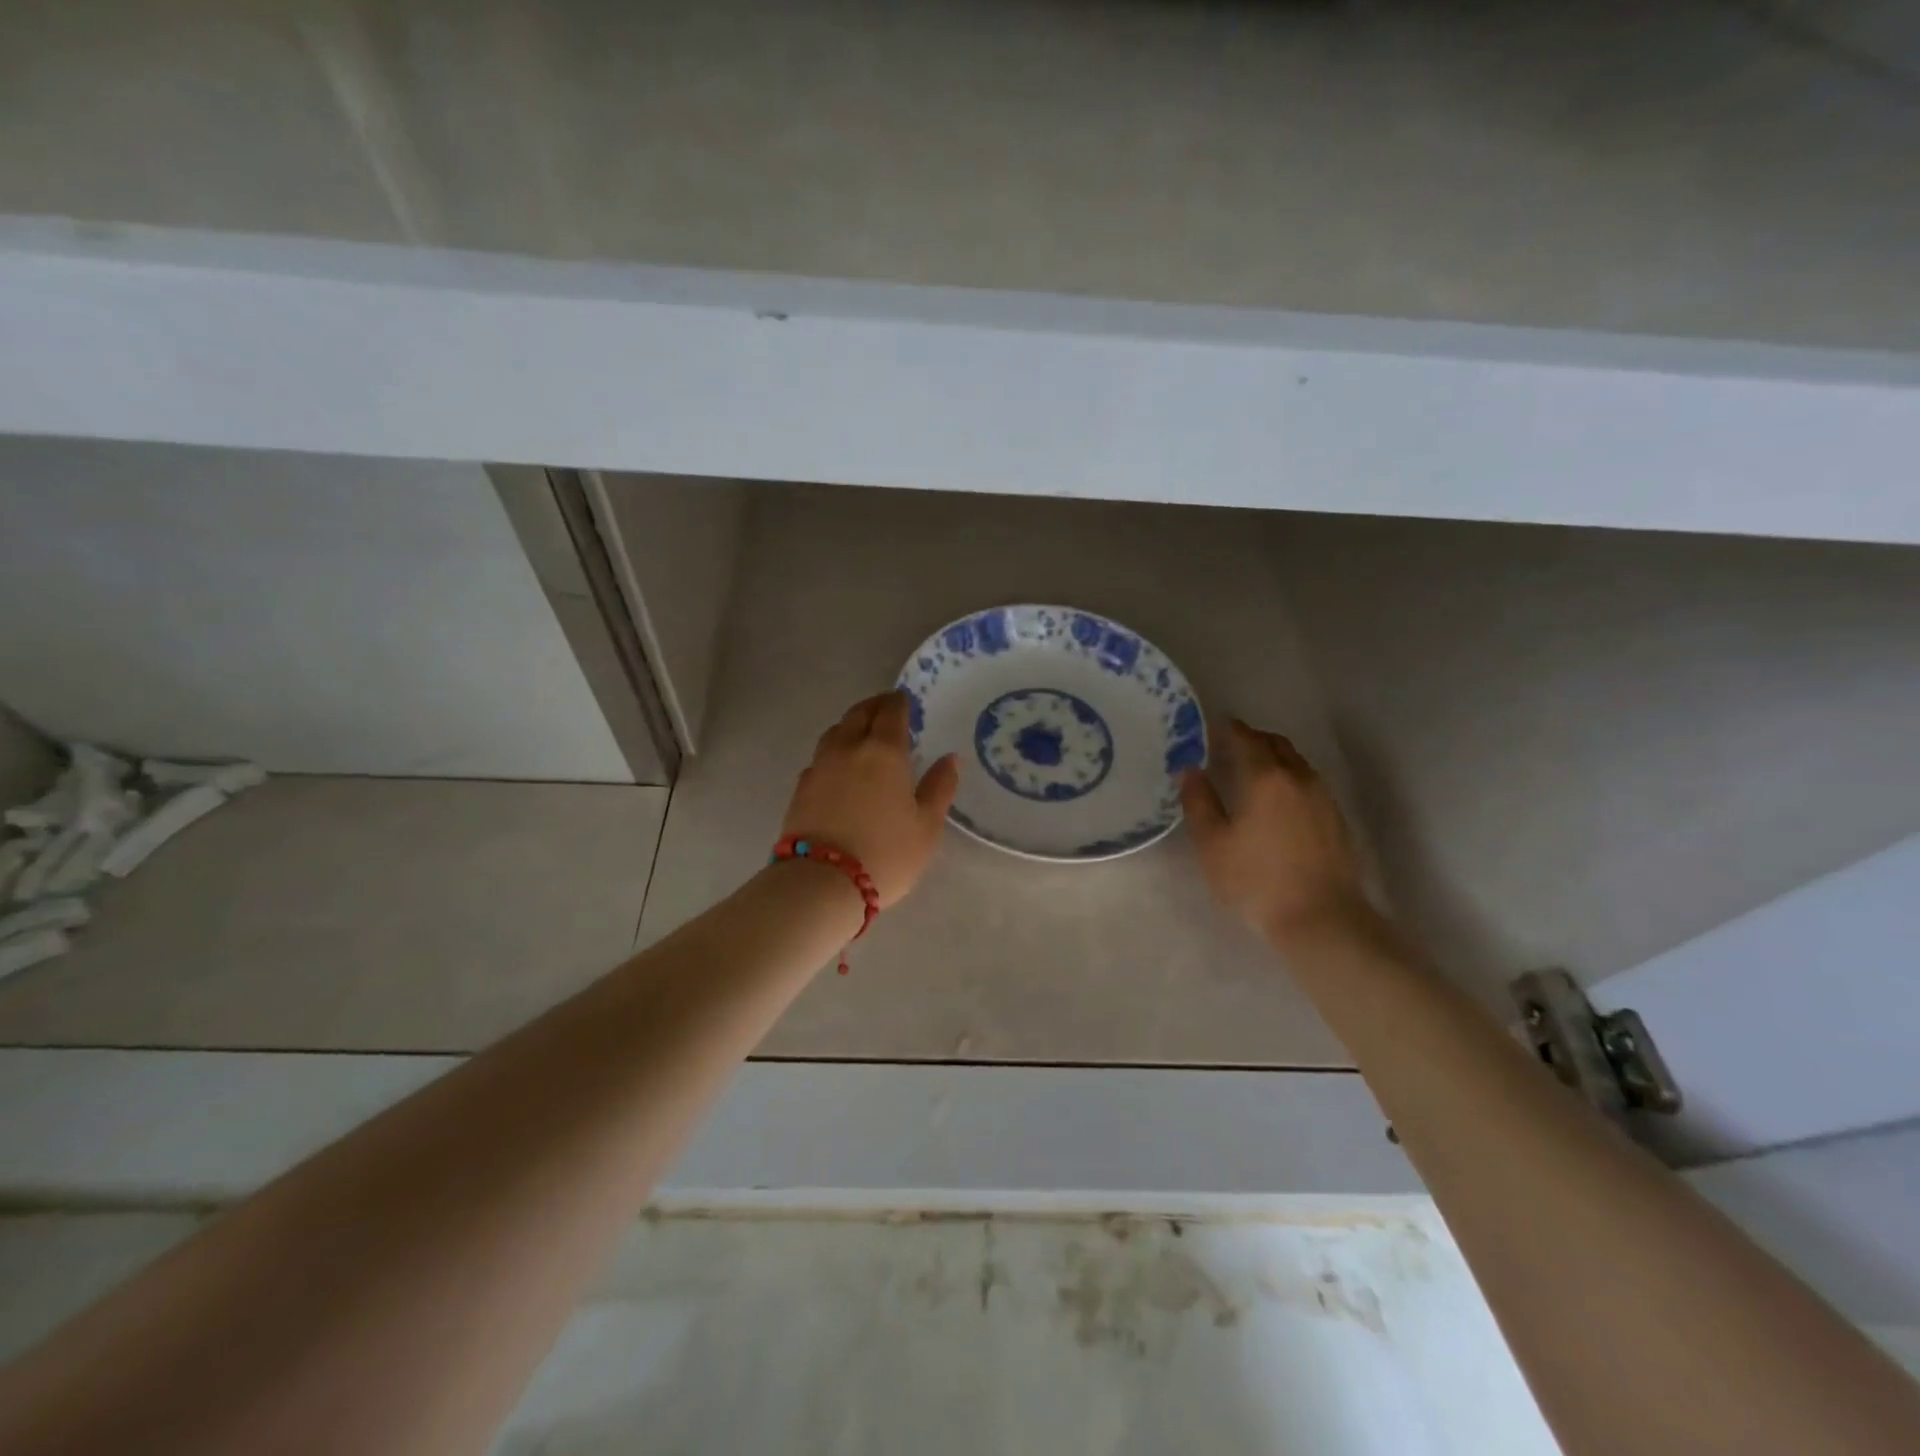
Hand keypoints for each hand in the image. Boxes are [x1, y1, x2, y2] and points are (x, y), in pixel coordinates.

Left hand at [780, 691, 959, 907]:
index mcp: (884, 751)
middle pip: (859, 714)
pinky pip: (820, 757)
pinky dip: (834, 752)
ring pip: (835, 731)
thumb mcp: (927, 826)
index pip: (891, 712)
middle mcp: (848, 748)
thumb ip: (940, 788)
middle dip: (875, 706)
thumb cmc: (886, 854)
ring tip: (863, 735)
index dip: (900, 702)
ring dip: (851, 725)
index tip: (906, 701)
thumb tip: (950, 759)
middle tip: (887, 709)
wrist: (820, 883)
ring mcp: (820, 766)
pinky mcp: (801, 787)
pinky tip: (840, 767)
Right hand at [1181, 717, 1369, 947]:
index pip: (1245, 739)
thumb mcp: (1212, 844)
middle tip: (1229, 746)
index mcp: (1266, 778)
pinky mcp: (1337, 818)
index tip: (1210, 728)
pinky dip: (1289, 778)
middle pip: (1275, 744)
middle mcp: (1298, 777)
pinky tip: (1277, 800)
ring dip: (1273, 758)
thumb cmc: (1256, 881)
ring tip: (1251, 772)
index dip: (1227, 729)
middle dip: (1252, 739)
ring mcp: (1323, 797)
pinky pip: (1309, 782)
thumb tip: (1189, 770)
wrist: (1322, 920)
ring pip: (1296, 762)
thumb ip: (1198, 801)